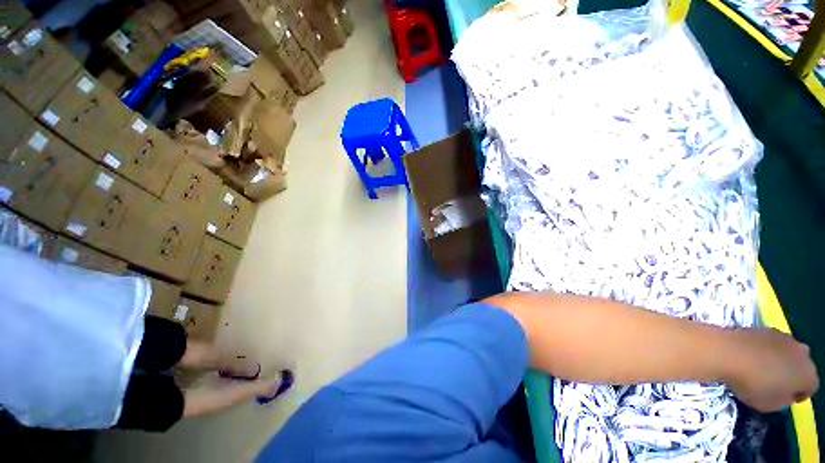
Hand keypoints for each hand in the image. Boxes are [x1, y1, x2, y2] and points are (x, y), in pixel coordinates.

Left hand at [725, 328, 817, 411]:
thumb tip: (784, 393)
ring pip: (787, 353)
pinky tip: (750, 357)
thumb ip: (783, 400)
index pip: (810, 387)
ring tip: (760, 370)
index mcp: (808, 374)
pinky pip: (770, 344)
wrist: (728, 352)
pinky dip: (764, 350)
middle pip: (800, 367)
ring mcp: (785, 337)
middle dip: (790, 375)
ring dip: (778, 361)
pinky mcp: (766, 328)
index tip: (785, 398)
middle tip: (774, 384)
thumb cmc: (753, 384)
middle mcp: (803, 352)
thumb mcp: (771, 405)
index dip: (798, 395)